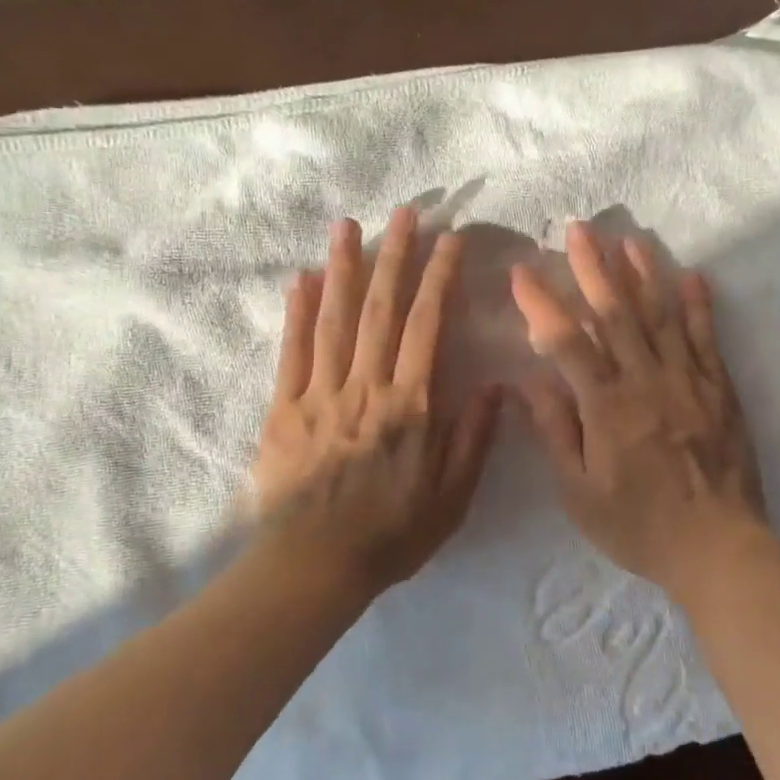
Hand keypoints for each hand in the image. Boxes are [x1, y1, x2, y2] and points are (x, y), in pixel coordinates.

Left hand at [253, 208, 501, 598]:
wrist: (313, 568)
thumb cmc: (391, 535)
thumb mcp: (452, 498)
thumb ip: (473, 439)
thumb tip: (495, 386)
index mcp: (410, 406)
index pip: (426, 326)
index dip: (439, 278)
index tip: (449, 241)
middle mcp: (365, 388)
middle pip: (380, 309)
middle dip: (394, 255)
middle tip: (403, 211)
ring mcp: (319, 394)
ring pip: (333, 319)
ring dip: (342, 268)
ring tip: (347, 225)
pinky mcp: (283, 409)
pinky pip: (291, 352)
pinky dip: (297, 312)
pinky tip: (302, 278)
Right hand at [509, 220, 769, 597]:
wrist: (718, 548)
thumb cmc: (638, 526)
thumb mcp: (578, 493)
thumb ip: (555, 431)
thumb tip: (529, 379)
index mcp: (606, 407)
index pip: (567, 341)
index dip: (541, 303)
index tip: (521, 271)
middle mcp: (646, 382)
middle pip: (615, 313)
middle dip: (593, 268)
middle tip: (577, 230)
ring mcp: (687, 381)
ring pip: (661, 315)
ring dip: (643, 273)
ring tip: (628, 239)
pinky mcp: (719, 389)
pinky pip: (706, 338)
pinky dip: (698, 305)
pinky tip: (691, 276)